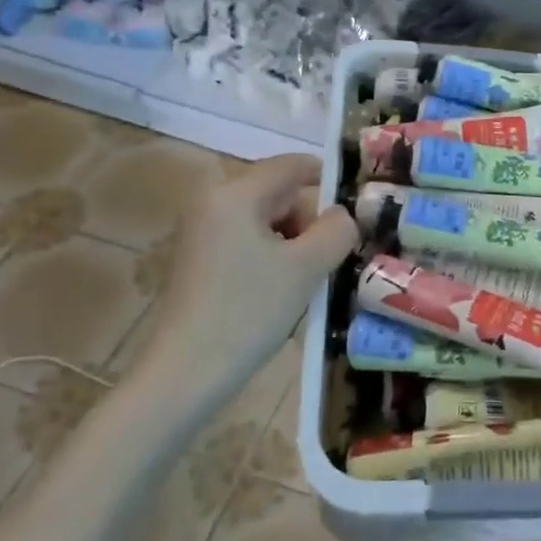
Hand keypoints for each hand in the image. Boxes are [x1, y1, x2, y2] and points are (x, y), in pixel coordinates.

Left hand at [137, 155, 355, 377]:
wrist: (184, 375)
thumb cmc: (248, 311)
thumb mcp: (307, 267)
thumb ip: (336, 230)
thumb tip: (343, 215)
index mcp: (235, 194)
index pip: (291, 165)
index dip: (328, 178)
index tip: (356, 207)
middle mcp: (213, 202)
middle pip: (278, 193)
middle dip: (310, 220)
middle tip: (332, 256)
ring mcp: (201, 232)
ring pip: (265, 221)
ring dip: (294, 242)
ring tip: (309, 280)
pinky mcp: (198, 260)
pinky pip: (247, 242)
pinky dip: (272, 257)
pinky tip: (282, 291)